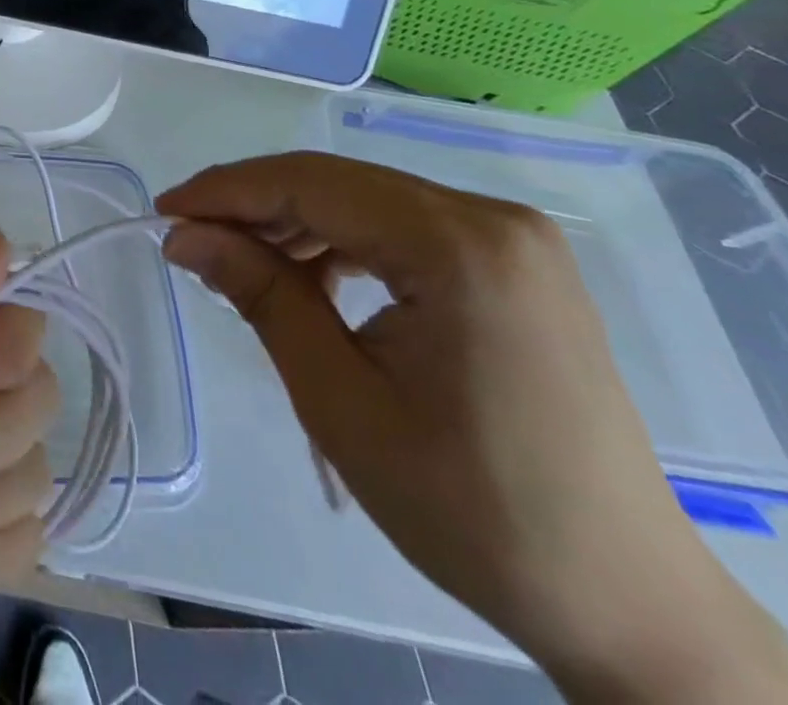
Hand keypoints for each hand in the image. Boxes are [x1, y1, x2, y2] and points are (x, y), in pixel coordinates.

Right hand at [158, 153, 787, 704]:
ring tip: (238, 264)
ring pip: (365, 201)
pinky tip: (308, 279)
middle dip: (254, 206)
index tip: (162, 213)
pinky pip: (401, 228)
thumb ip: (260, 294)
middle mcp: (492, 218)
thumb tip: (184, 234)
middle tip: (187, 238)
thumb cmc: (471, 508)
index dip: (225, 191)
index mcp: (460, 246)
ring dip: (294, 224)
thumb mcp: (340, 400)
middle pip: (337, 184)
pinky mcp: (513, 264)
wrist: (625, 602)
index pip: (310, 184)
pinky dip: (342, 243)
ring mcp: (511, 239)